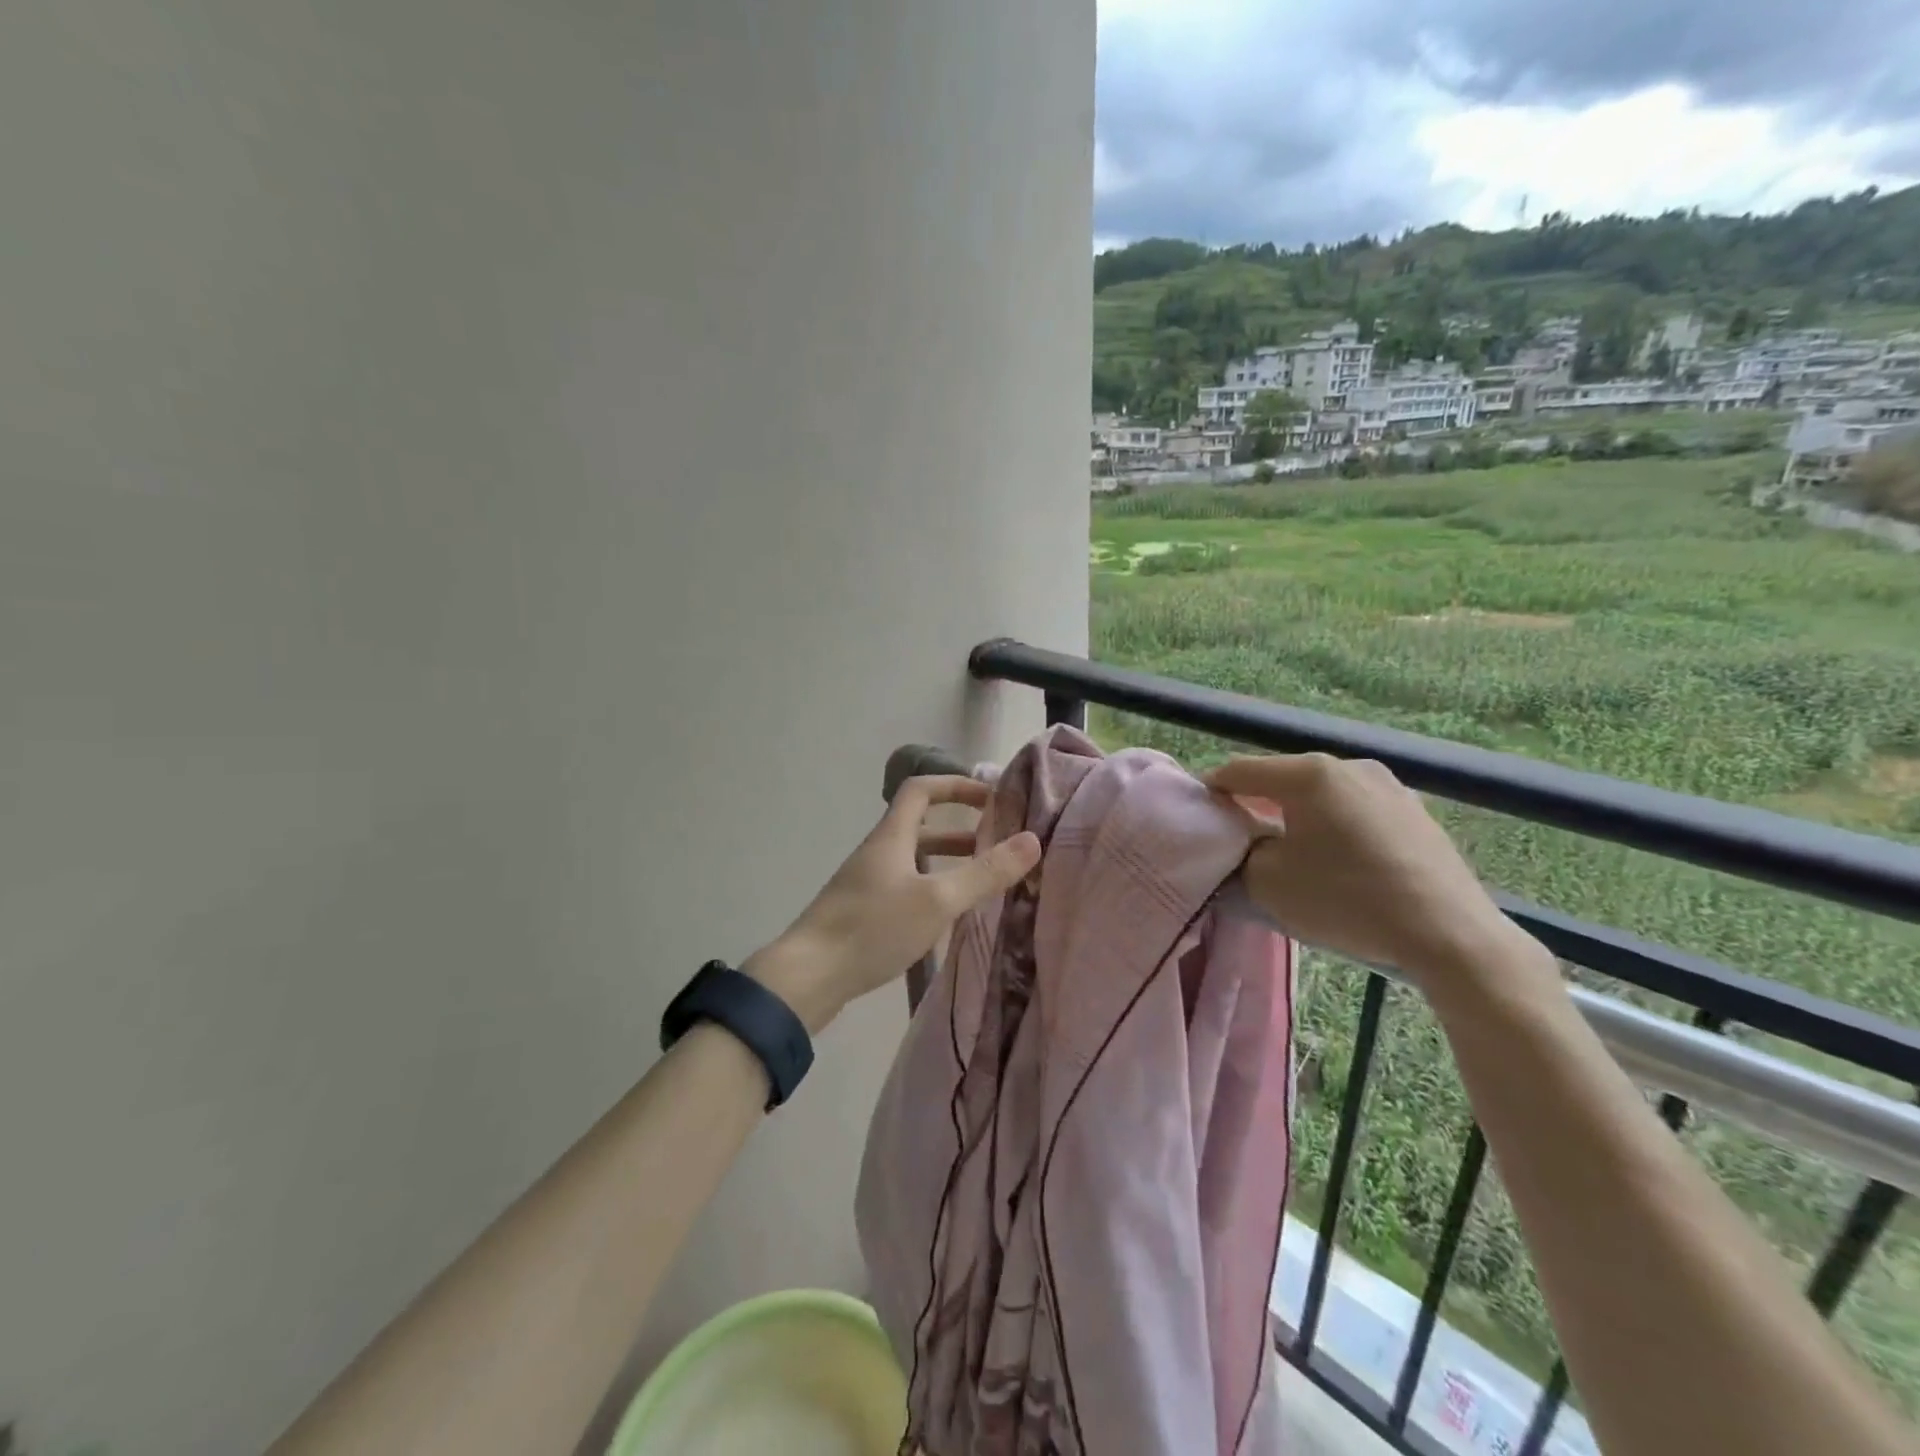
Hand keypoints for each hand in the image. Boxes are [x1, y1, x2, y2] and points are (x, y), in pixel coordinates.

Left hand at [744, 776, 1040, 1032]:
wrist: (807, 978)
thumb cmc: (873, 928)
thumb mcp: (938, 900)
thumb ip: (985, 872)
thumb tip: (1032, 840)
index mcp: (891, 837)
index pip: (921, 790)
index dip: (955, 785)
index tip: (991, 798)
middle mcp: (877, 853)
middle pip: (919, 826)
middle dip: (960, 830)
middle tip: (996, 843)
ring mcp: (866, 884)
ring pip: (913, 861)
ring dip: (947, 862)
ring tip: (982, 880)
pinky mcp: (862, 913)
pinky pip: (904, 888)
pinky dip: (931, 890)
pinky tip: (948, 918)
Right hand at [1205, 754, 1536, 992]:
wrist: (1448, 934)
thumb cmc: (1347, 900)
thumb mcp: (1269, 882)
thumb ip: (1242, 854)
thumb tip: (1249, 845)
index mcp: (1310, 774)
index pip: (1241, 771)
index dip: (1213, 790)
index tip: (1201, 813)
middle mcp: (1350, 766)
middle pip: (1283, 778)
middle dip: (1257, 803)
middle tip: (1241, 836)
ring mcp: (1389, 786)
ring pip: (1322, 794)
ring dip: (1298, 815)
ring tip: (1291, 850)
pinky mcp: (1415, 812)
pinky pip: (1356, 810)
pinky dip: (1334, 825)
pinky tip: (1338, 860)